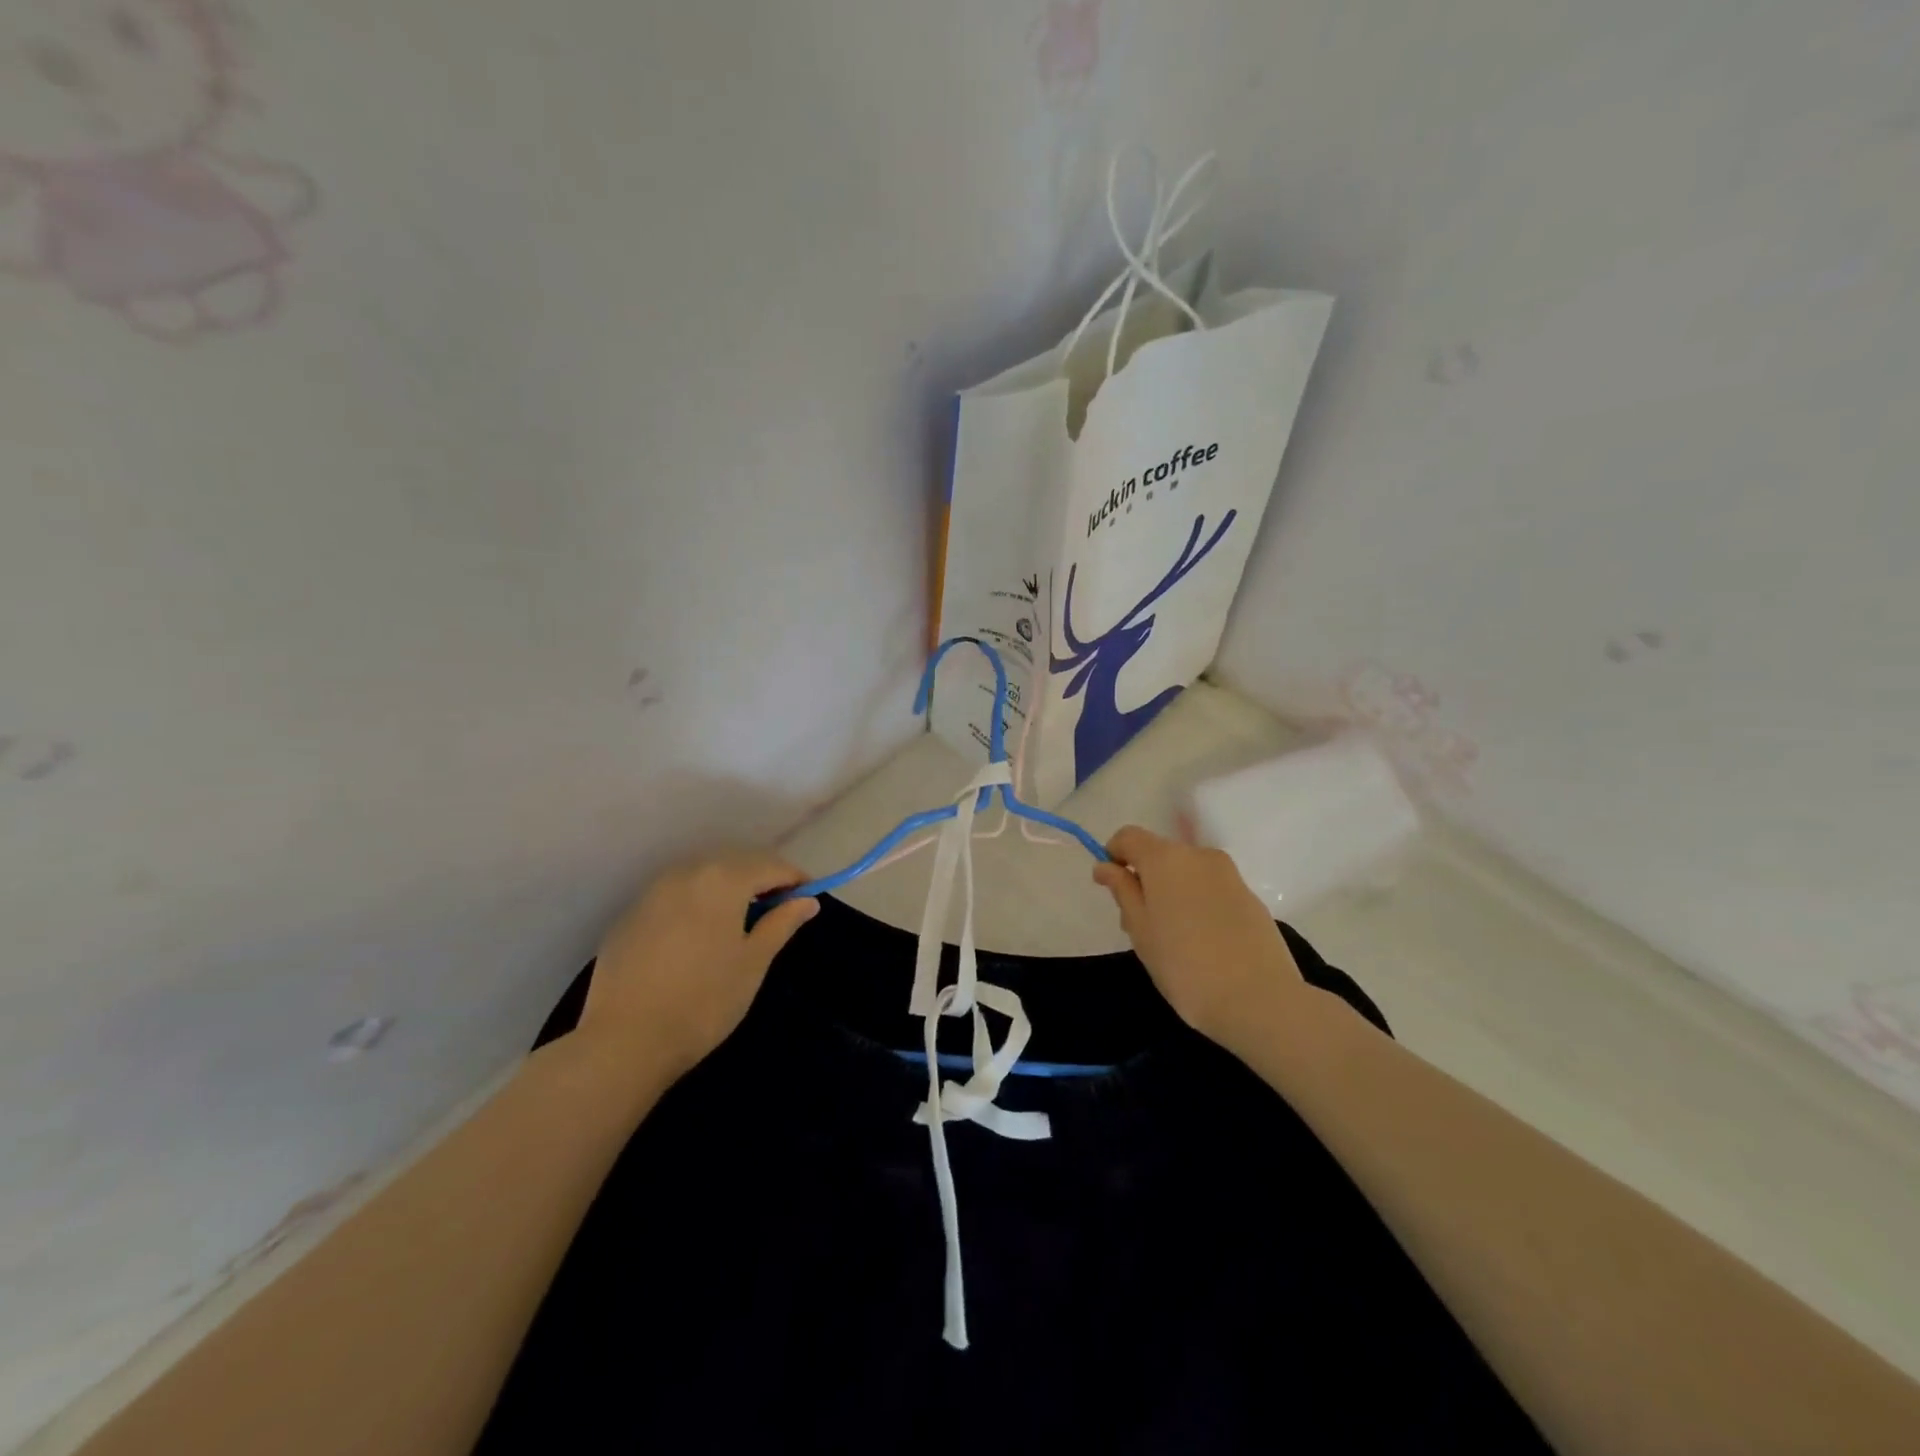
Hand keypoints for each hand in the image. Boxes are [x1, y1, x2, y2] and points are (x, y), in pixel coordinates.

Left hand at [578, 853, 817, 1085]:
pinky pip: (673, 896)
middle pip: (735, 863)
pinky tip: (697, 936)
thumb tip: (808, 900)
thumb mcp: (754, 962)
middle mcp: (686, 873)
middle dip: (760, 879)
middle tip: (778, 909)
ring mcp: (652, 892)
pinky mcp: (629, 916)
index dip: (794, 879)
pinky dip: (695, 904)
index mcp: (723, 880)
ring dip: (726, 889)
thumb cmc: (704, 1001)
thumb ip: (782, 923)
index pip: (770, 865)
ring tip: (739, 921)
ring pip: (701, 876)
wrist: (625, 1041)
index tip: (808, 898)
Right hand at [1092, 826, 1303, 1049]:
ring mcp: (1230, 875)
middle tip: (1139, 925)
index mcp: (1165, 858)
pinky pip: (1212, 889)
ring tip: (1172, 939)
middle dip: (1144, 879)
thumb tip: (1106, 865)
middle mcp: (1199, 855)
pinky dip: (1198, 903)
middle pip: (1160, 854)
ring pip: (1187, 872)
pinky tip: (1203, 943)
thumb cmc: (1185, 966)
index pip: (1128, 836)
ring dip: (1172, 892)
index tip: (1111, 889)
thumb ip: (1122, 891)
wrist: (1260, 1000)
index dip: (1114, 855)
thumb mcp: (1141, 930)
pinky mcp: (1251, 897)